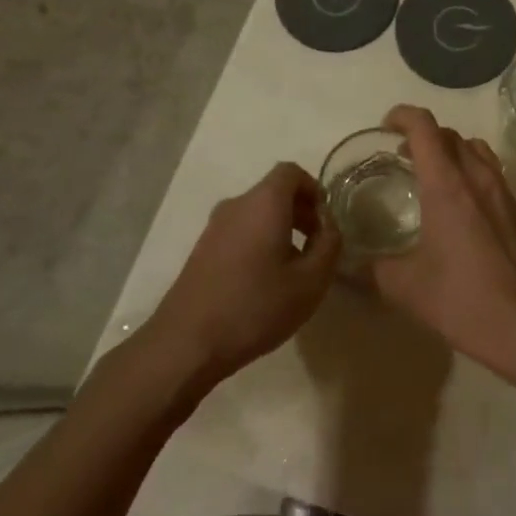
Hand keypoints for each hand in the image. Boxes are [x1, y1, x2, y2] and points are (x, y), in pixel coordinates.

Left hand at [147, 163, 341, 384]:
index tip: (326, 221)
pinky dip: (259, 242)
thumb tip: (328, 226)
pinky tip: (265, 282)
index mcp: (264, 202)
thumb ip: (329, 245)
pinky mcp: (202, 251)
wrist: (186, 343)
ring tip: (294, 268)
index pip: (291, 172)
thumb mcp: (311, 280)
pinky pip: (240, 232)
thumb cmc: (255, 306)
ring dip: (281, 229)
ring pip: (256, 214)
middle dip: (301, 212)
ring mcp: (214, 228)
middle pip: (274, 192)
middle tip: (317, 246)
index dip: (314, 189)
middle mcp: (237, 205)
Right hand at [369, 106, 515, 364]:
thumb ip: (372, 270)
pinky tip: (460, 206)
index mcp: (446, 184)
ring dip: (451, 150)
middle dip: (423, 135)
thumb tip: (348, 266)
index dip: (403, 116)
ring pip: (476, 149)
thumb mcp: (405, 287)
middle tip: (401, 155)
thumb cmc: (462, 298)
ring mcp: (503, 192)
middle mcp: (477, 177)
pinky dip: (471, 170)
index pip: (424, 127)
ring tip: (432, 174)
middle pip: (450, 134)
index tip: (386, 125)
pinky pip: (491, 172)